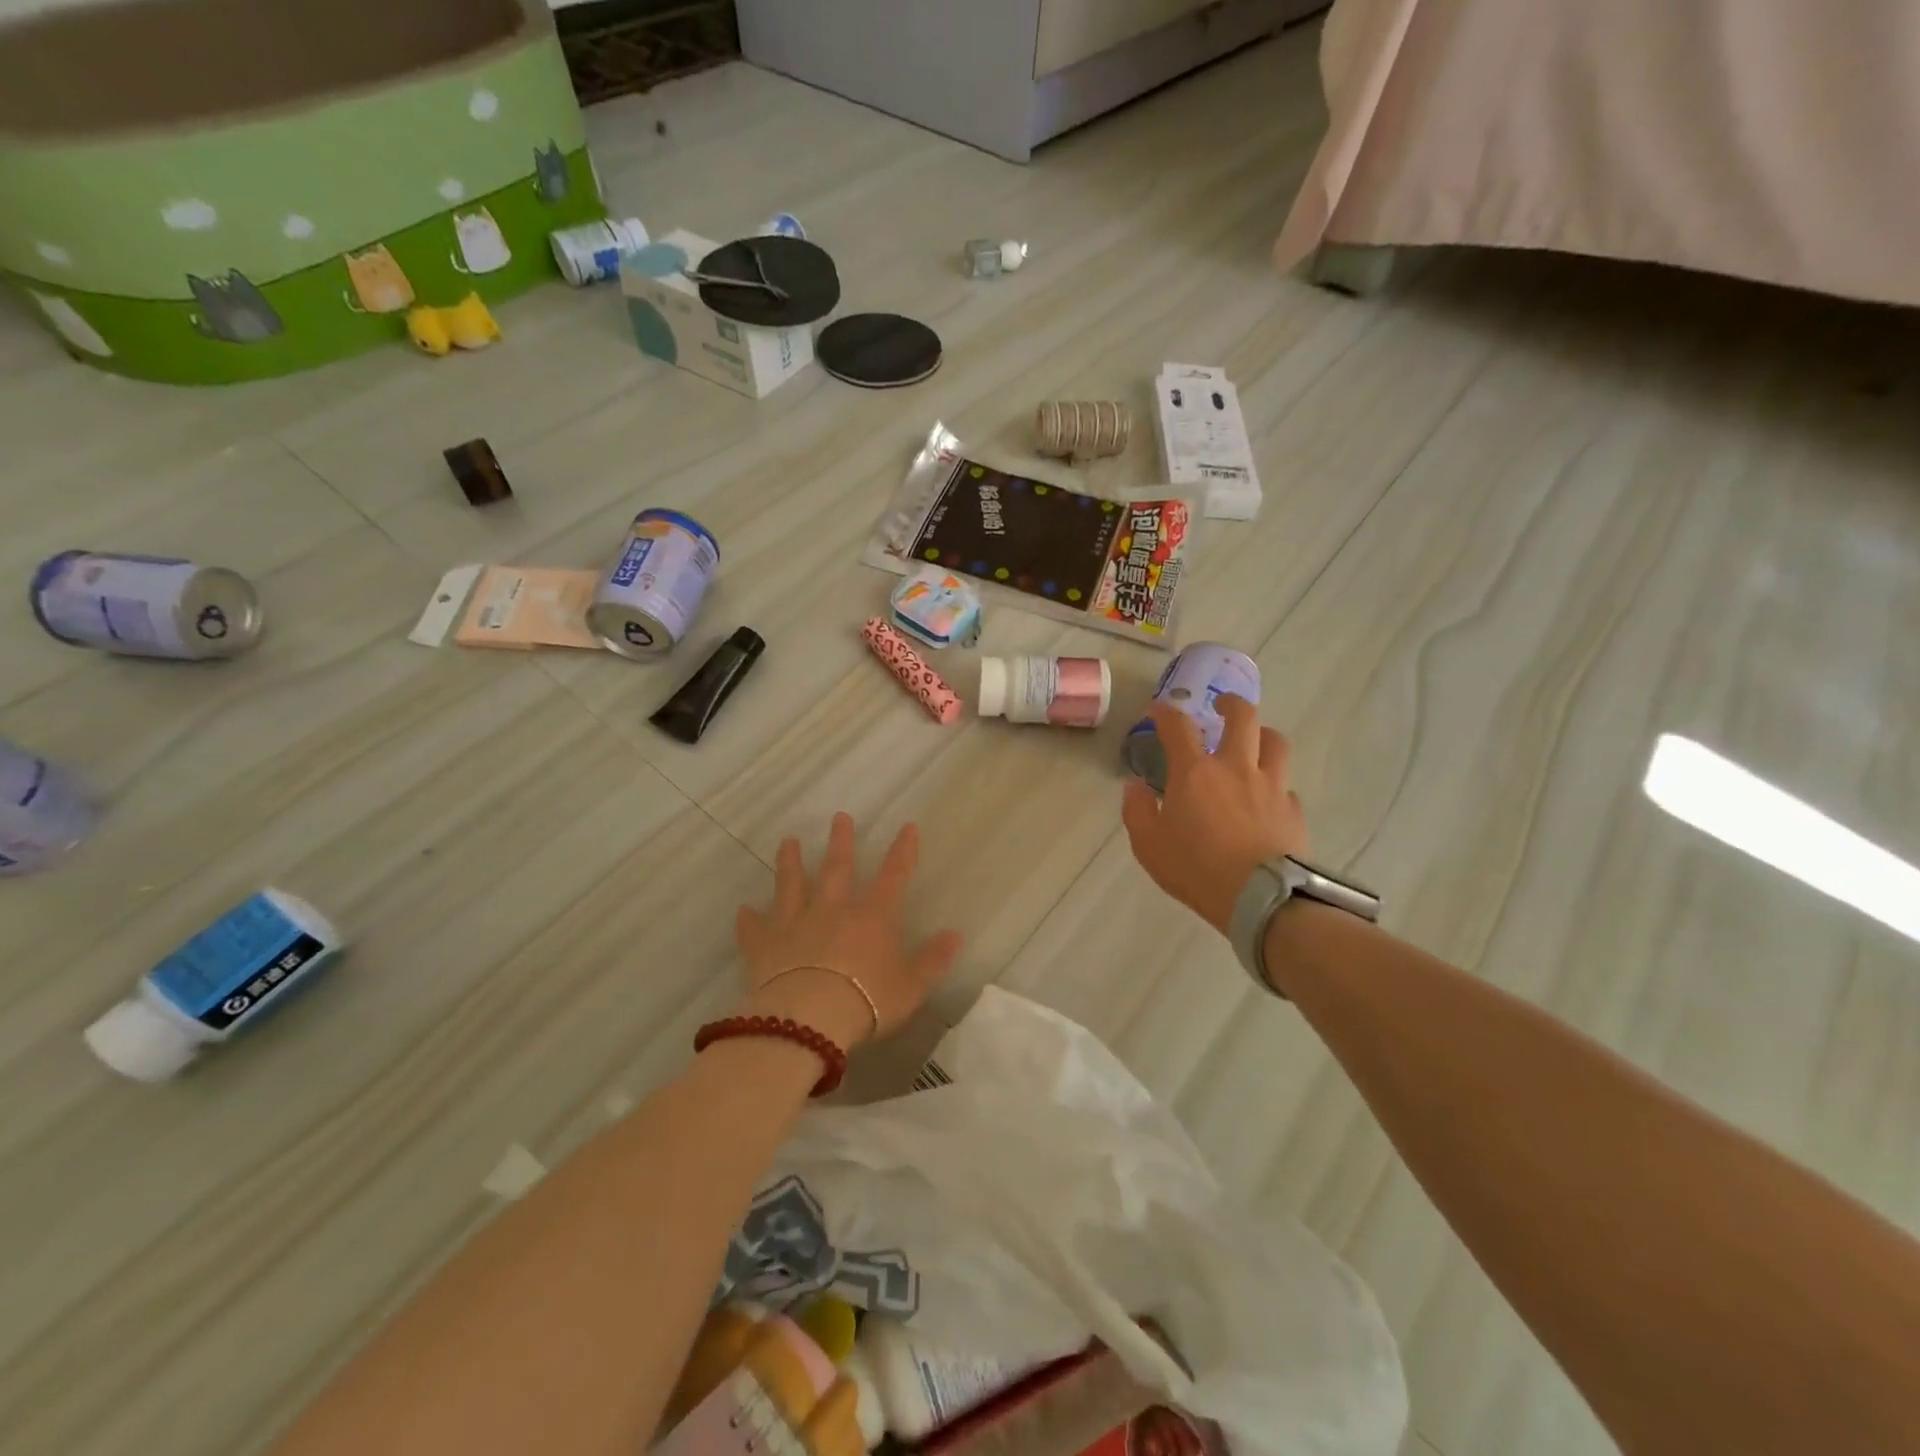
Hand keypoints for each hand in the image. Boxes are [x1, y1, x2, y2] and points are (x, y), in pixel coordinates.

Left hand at [734, 813, 963, 1049]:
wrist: (810, 1018)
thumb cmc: (868, 1001)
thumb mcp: (912, 986)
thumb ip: (933, 960)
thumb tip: (955, 935)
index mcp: (872, 917)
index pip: (893, 876)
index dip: (903, 851)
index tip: (908, 827)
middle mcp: (833, 910)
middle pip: (837, 869)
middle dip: (841, 841)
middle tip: (839, 817)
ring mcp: (795, 924)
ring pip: (792, 885)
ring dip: (790, 863)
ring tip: (788, 842)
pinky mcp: (764, 945)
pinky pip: (755, 928)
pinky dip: (749, 919)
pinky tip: (743, 910)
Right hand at [1121, 696, 1307, 934]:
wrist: (1261, 898)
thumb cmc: (1196, 869)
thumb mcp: (1149, 845)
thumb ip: (1138, 811)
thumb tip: (1134, 787)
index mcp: (1195, 773)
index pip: (1178, 727)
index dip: (1166, 713)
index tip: (1159, 710)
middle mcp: (1235, 768)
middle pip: (1243, 717)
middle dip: (1231, 704)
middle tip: (1222, 705)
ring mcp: (1271, 786)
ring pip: (1275, 742)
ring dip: (1263, 735)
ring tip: (1255, 740)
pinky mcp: (1293, 810)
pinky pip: (1286, 786)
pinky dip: (1275, 785)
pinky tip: (1268, 799)